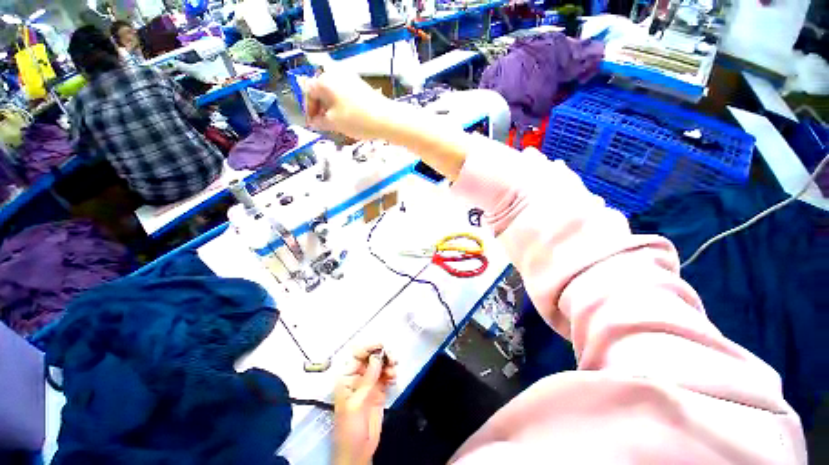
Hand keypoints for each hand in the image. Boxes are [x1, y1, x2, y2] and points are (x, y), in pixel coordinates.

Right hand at [303, 71, 395, 140]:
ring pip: (333, 92)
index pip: (308, 91)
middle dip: (320, 108)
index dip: (308, 109)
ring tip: (335, 123)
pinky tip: (346, 117)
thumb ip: (320, 122)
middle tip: (323, 124)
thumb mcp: (334, 123)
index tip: (312, 123)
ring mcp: (350, 78)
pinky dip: (341, 104)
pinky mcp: (361, 85)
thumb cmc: (356, 120)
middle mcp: (336, 74)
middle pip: (321, 90)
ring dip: (331, 107)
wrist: (386, 119)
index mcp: (325, 80)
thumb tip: (314, 122)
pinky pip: (345, 93)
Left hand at [333, 344, 397, 464]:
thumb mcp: (356, 403)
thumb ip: (367, 380)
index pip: (357, 355)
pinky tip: (393, 378)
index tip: (381, 346)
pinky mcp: (379, 391)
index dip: (369, 347)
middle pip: (371, 357)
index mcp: (347, 377)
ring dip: (389, 364)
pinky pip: (386, 375)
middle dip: (382, 355)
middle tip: (392, 358)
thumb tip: (376, 357)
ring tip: (393, 371)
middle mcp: (358, 377)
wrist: (357, 451)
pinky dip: (391, 373)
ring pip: (381, 365)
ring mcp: (370, 383)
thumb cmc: (349, 428)